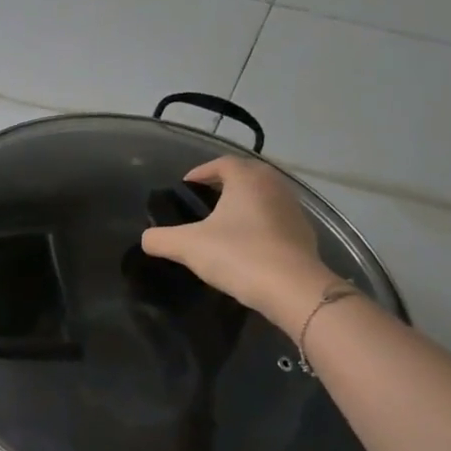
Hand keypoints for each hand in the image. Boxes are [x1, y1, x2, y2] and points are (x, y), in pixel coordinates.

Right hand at [140, 157, 341, 331]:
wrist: (292, 288)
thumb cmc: (238, 255)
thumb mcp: (187, 247)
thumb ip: (160, 239)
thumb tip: (147, 239)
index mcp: (247, 179)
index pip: (222, 162)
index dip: (201, 172)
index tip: (186, 187)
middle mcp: (274, 185)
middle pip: (247, 175)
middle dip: (224, 184)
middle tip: (204, 200)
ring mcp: (294, 209)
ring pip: (264, 196)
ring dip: (244, 204)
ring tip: (224, 223)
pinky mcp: (304, 233)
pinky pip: (276, 219)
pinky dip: (260, 224)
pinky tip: (247, 245)